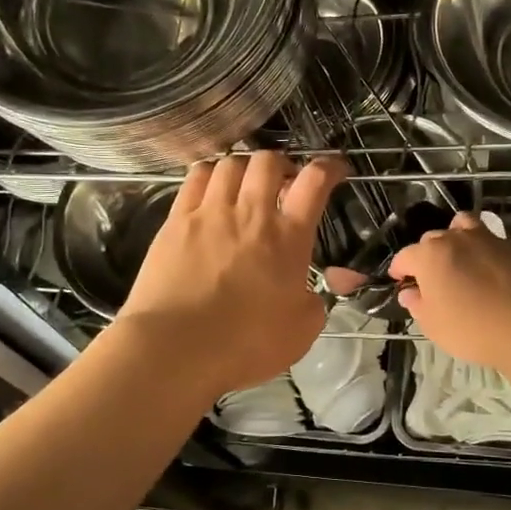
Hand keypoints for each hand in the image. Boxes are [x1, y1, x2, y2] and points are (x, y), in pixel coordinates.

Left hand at [116, 151, 347, 399]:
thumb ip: (312, 305)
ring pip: (230, 164)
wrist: (176, 348)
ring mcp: (210, 213)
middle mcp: (251, 213)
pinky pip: (195, 178)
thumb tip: (308, 294)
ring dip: (244, 167)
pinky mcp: (176, 221)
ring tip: (244, 184)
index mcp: (288, 238)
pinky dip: (209, 173)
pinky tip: (210, 186)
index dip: (329, 167)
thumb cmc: (246, 344)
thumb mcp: (301, 332)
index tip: (335, 169)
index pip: (315, 182)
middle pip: (269, 162)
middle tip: (283, 181)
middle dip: (281, 163)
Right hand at [388, 213, 510, 369]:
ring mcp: (487, 238)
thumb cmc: (472, 328)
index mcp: (429, 255)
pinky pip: (490, 241)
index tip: (400, 281)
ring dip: (456, 238)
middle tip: (432, 279)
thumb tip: (410, 293)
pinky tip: (489, 271)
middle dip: (427, 256)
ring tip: (460, 259)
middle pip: (433, 240)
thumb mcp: (434, 325)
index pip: (405, 256)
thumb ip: (418, 305)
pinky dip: (483, 251)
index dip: (400, 269)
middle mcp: (455, 238)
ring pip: (463, 227)